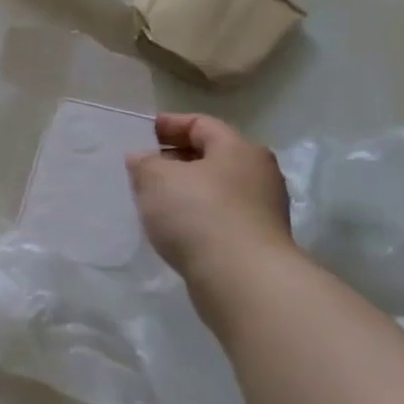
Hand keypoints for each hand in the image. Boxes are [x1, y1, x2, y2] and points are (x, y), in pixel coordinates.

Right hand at [126, 112, 292, 281]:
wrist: (242, 278)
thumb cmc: (199, 214)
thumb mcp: (157, 178)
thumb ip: (144, 162)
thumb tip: (142, 158)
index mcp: (239, 149)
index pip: (201, 124)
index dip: (169, 124)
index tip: (141, 132)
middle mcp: (258, 174)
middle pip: (211, 156)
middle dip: (175, 158)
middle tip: (142, 166)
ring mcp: (262, 209)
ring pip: (215, 188)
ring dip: (185, 189)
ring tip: (152, 198)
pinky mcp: (256, 241)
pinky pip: (218, 216)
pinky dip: (194, 215)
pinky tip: (172, 226)